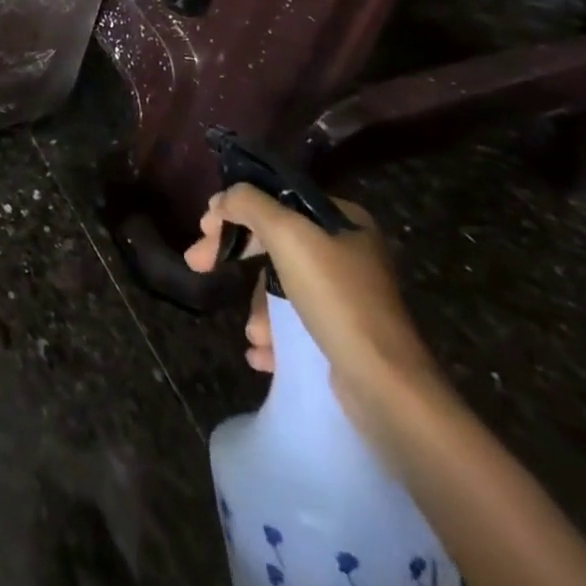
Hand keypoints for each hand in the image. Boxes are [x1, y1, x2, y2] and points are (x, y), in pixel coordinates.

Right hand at [183, 185, 440, 421]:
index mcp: (343, 220)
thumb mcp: (287, 234)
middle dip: (235, 258)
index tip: (203, 228)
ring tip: (252, 334)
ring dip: (257, 307)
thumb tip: (222, 200)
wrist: (387, 387)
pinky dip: (275, 334)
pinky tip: (262, 352)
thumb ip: (248, 203)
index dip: (234, 209)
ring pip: (281, 284)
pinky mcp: (346, 334)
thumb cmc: (336, 298)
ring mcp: (348, 295)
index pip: (274, 199)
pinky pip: (297, 321)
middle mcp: (348, 252)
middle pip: (273, 241)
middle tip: (198, 265)